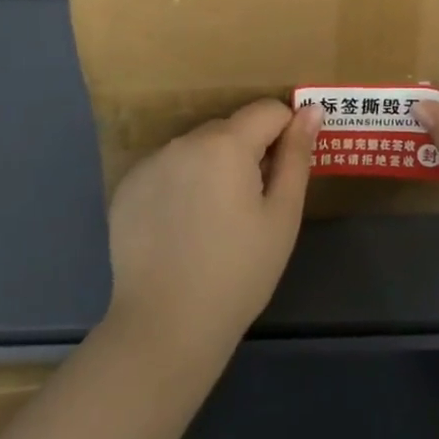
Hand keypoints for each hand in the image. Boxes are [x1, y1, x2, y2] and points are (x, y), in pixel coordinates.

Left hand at [106, 100, 318, 359]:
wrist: (165, 327)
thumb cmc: (238, 273)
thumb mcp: (282, 216)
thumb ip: (297, 156)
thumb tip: (311, 110)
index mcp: (226, 143)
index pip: (268, 110)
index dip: (285, 135)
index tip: (283, 176)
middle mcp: (185, 140)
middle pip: (231, 128)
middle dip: (247, 153)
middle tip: (251, 206)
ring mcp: (151, 162)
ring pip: (198, 147)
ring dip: (213, 166)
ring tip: (214, 220)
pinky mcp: (127, 187)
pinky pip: (168, 168)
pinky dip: (181, 184)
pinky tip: (182, 227)